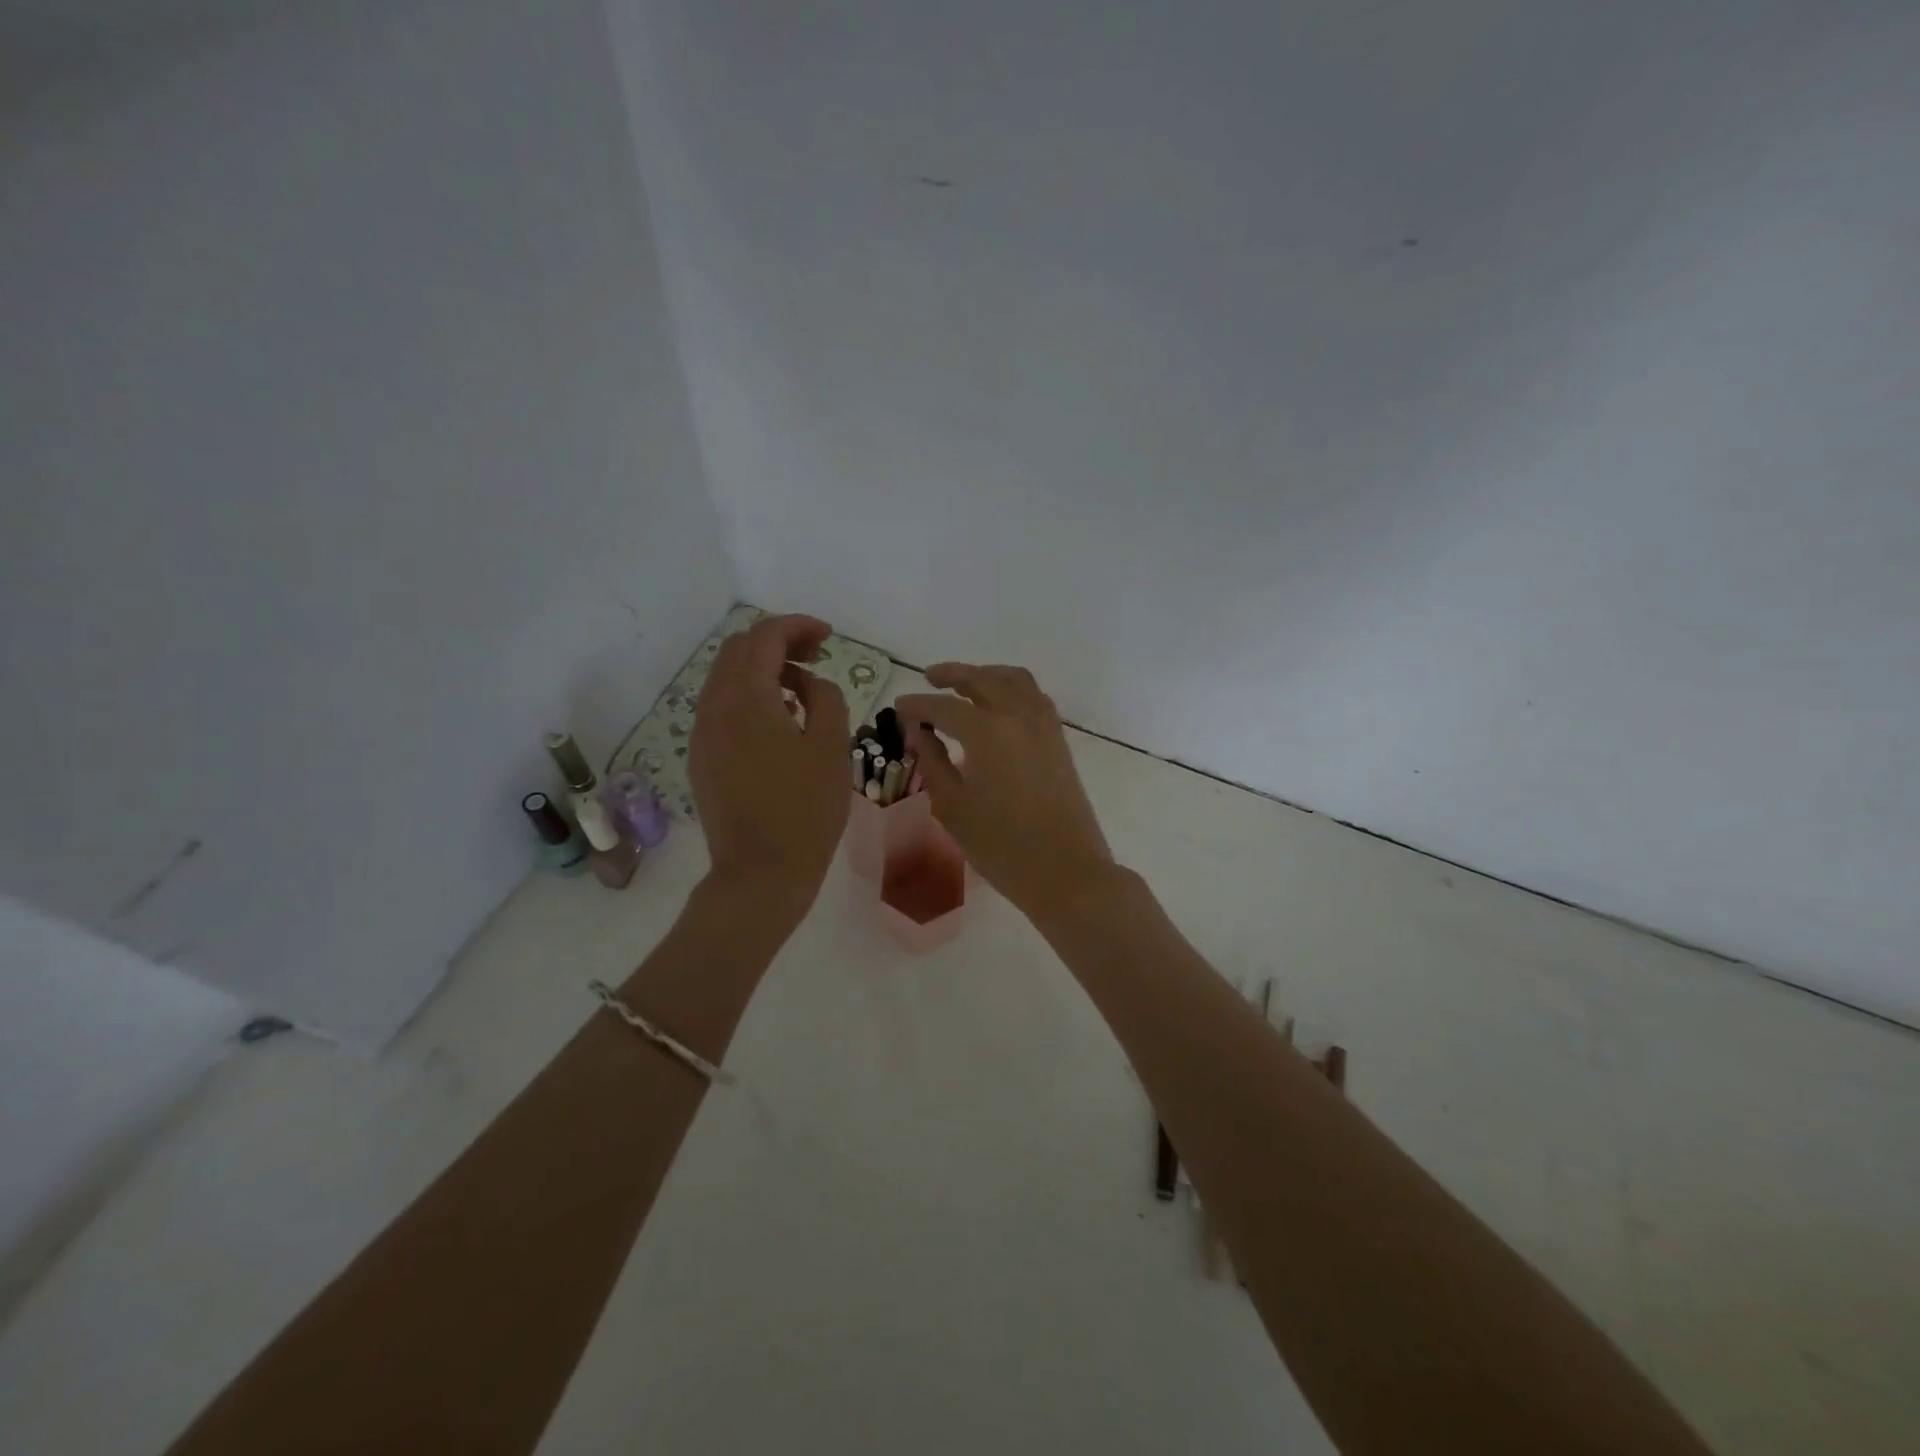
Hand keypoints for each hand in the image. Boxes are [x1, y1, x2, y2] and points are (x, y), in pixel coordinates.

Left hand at [690, 614, 850, 919]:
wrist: (760, 873)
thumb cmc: (805, 810)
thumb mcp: (832, 747)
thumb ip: (825, 698)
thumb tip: (809, 683)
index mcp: (746, 698)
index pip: (765, 636)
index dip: (798, 626)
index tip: (828, 637)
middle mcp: (714, 707)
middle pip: (738, 650)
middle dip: (778, 643)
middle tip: (816, 658)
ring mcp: (702, 734)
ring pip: (726, 678)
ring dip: (762, 670)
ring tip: (801, 690)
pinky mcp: (701, 757)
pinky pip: (721, 708)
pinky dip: (749, 697)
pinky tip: (779, 722)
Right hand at [895, 664, 1115, 922]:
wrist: (1065, 871)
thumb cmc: (1001, 846)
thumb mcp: (953, 807)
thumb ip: (933, 763)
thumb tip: (919, 733)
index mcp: (987, 732)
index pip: (943, 707)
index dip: (917, 705)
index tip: (898, 707)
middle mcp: (1018, 717)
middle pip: (982, 680)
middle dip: (952, 675)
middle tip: (929, 678)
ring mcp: (1044, 726)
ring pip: (1015, 680)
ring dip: (987, 674)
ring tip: (966, 684)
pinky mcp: (1059, 741)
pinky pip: (1035, 697)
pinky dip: (1013, 689)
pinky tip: (1000, 706)